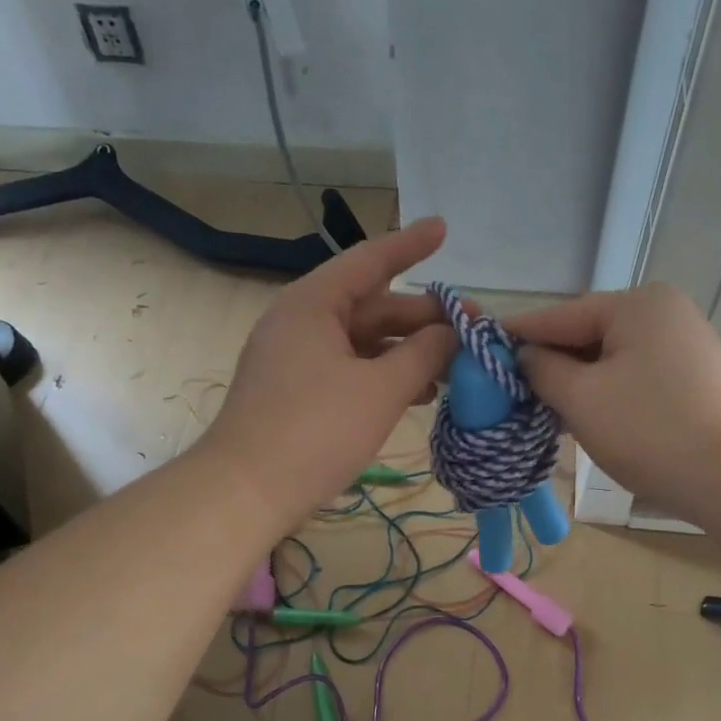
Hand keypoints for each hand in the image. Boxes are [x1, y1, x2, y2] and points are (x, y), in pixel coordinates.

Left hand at [203, 218, 455, 523]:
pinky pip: (350, 371)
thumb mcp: (380, 390)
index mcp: (313, 305)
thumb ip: (424, 355)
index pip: (369, 261)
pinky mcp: (298, 394)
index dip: (410, 244)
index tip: (444, 228)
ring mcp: (296, 360)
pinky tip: (418, 394)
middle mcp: (301, 323)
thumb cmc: (315, 431)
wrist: (247, 492)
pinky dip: (384, 377)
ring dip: (408, 352)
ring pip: (363, 344)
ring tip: (454, 367)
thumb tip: (455, 332)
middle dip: (423, 317)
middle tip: (473, 328)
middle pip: (372, 307)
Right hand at [506, 284, 720, 520]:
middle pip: (587, 334)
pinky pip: (632, 377)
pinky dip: (604, 393)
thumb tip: (524, 356)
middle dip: (548, 363)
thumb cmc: (647, 430)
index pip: (560, 315)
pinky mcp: (692, 378)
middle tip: (506, 388)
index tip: (478, 346)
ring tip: (537, 408)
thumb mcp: (581, 398)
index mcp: (637, 304)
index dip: (517, 334)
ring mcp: (683, 345)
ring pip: (610, 359)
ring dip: (574, 383)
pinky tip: (579, 416)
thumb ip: (542, 369)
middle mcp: (664, 313)